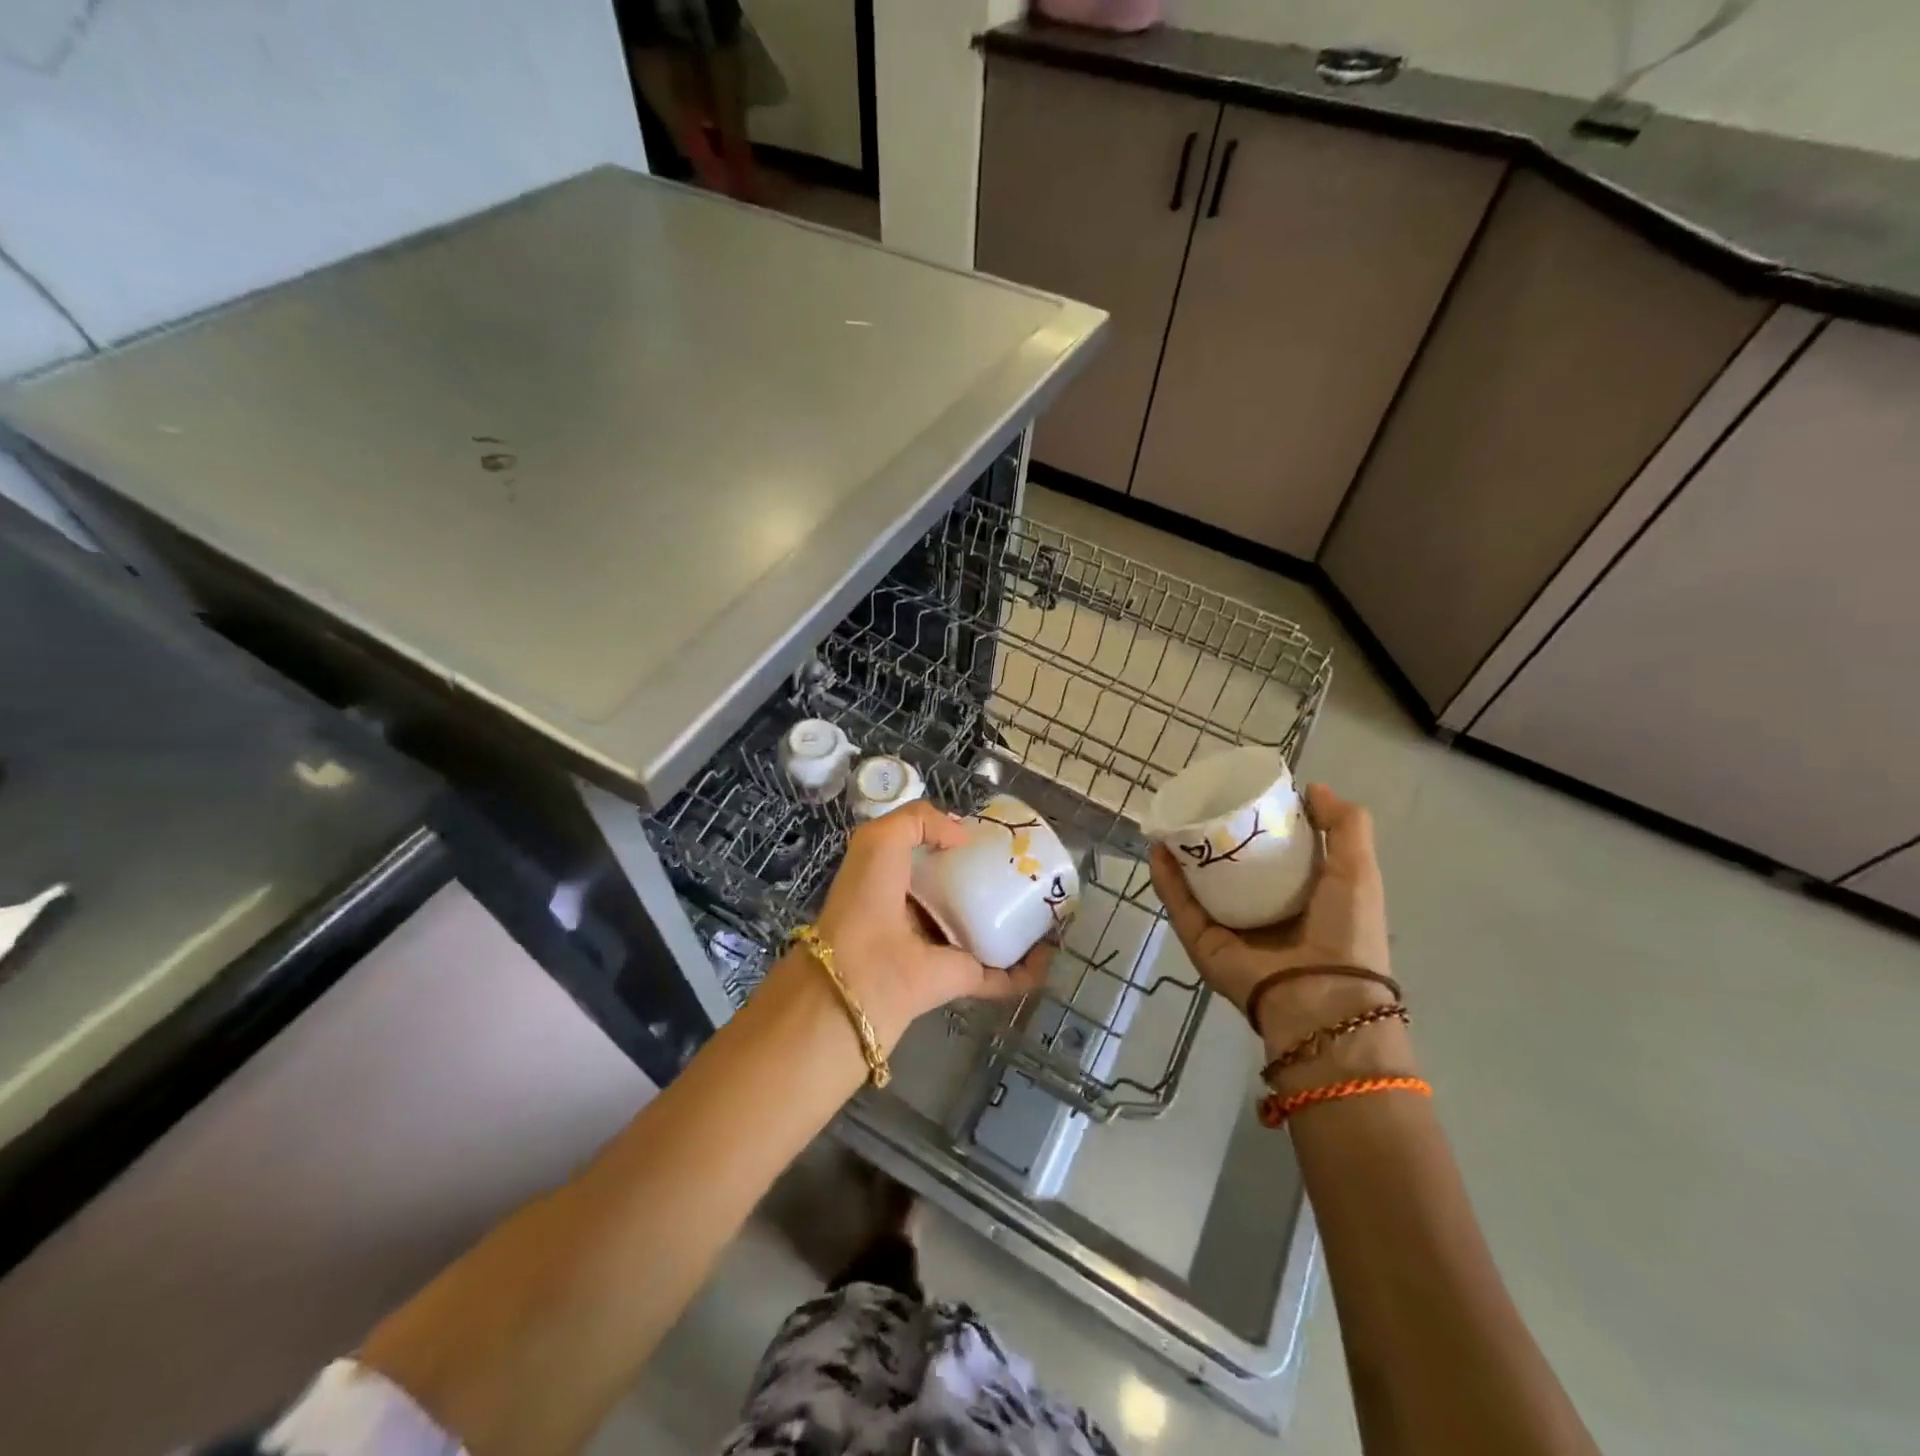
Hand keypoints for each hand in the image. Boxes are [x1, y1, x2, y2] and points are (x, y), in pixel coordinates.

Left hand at [809, 802, 1051, 1048]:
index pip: (936, 860)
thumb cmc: (869, 896)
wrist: (865, 969)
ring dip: (1017, 922)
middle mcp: (923, 915)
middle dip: (994, 879)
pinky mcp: (966, 979)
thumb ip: (918, 820)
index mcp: (899, 883)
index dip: (960, 844)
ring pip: (989, 932)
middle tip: (1028, 863)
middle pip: (966, 894)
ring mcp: (946, 949)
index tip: (992, 834)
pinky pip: (1005, 974)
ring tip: (1048, 902)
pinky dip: (1030, 968)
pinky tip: (1051, 951)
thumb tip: (962, 835)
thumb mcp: (880, 838)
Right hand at [1150, 783, 1393, 1055]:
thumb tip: (1314, 788)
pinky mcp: (1201, 940)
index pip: (1274, 854)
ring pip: (1197, 883)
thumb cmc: (1346, 932)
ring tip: (1170, 821)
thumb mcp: (1358, 871)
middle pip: (1230, 867)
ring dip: (1182, 854)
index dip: (1261, 823)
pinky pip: (1179, 904)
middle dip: (1214, 836)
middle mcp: (1261, 911)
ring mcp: (1227, 927)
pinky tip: (1157, 849)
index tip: (1246, 793)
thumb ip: (1346, 827)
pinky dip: (1165, 878)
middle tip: (1200, 803)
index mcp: (1301, 898)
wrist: (1320, 999)